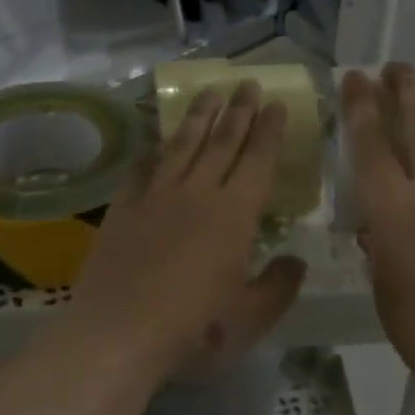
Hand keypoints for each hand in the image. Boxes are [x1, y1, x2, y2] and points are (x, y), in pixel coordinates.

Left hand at [68, 80, 306, 378]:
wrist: (118, 332)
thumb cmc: (194, 328)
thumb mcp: (250, 317)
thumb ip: (279, 286)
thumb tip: (296, 261)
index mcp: (235, 214)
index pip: (258, 160)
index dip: (269, 130)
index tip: (276, 103)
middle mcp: (198, 192)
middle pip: (222, 141)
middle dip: (238, 110)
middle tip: (247, 82)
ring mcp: (156, 195)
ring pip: (182, 144)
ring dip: (198, 116)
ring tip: (209, 91)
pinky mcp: (123, 207)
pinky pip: (141, 168)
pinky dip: (152, 151)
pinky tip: (155, 141)